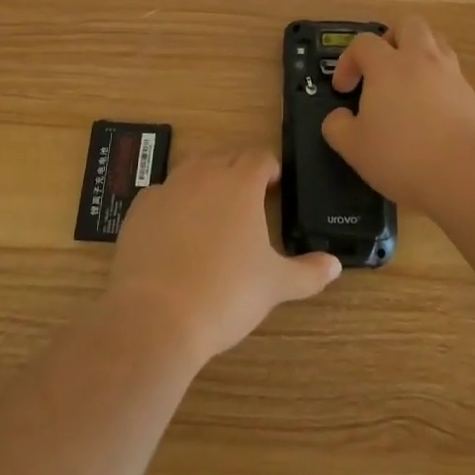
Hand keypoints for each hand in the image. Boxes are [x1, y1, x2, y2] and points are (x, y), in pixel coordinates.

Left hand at [106, 150, 340, 365]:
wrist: (156, 317)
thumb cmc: (226, 294)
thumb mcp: (275, 286)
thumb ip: (308, 272)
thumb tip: (335, 265)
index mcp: (240, 183)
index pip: (260, 158)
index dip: (270, 169)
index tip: (275, 187)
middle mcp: (204, 175)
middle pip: (226, 157)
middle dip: (239, 171)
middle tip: (248, 201)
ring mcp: (168, 190)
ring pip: (192, 169)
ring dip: (206, 180)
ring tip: (213, 211)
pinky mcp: (139, 210)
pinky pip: (161, 194)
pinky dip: (172, 203)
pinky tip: (175, 231)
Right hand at [321, 16, 474, 213]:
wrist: (470, 173)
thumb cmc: (404, 156)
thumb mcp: (355, 148)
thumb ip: (338, 127)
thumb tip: (339, 117)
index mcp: (388, 66)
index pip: (363, 43)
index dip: (348, 61)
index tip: (344, 89)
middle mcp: (421, 59)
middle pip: (409, 24)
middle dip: (392, 38)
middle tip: (382, 67)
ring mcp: (452, 74)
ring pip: (436, 42)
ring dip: (419, 54)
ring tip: (408, 84)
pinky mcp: (473, 95)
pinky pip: (452, 74)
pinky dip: (439, 82)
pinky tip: (432, 112)